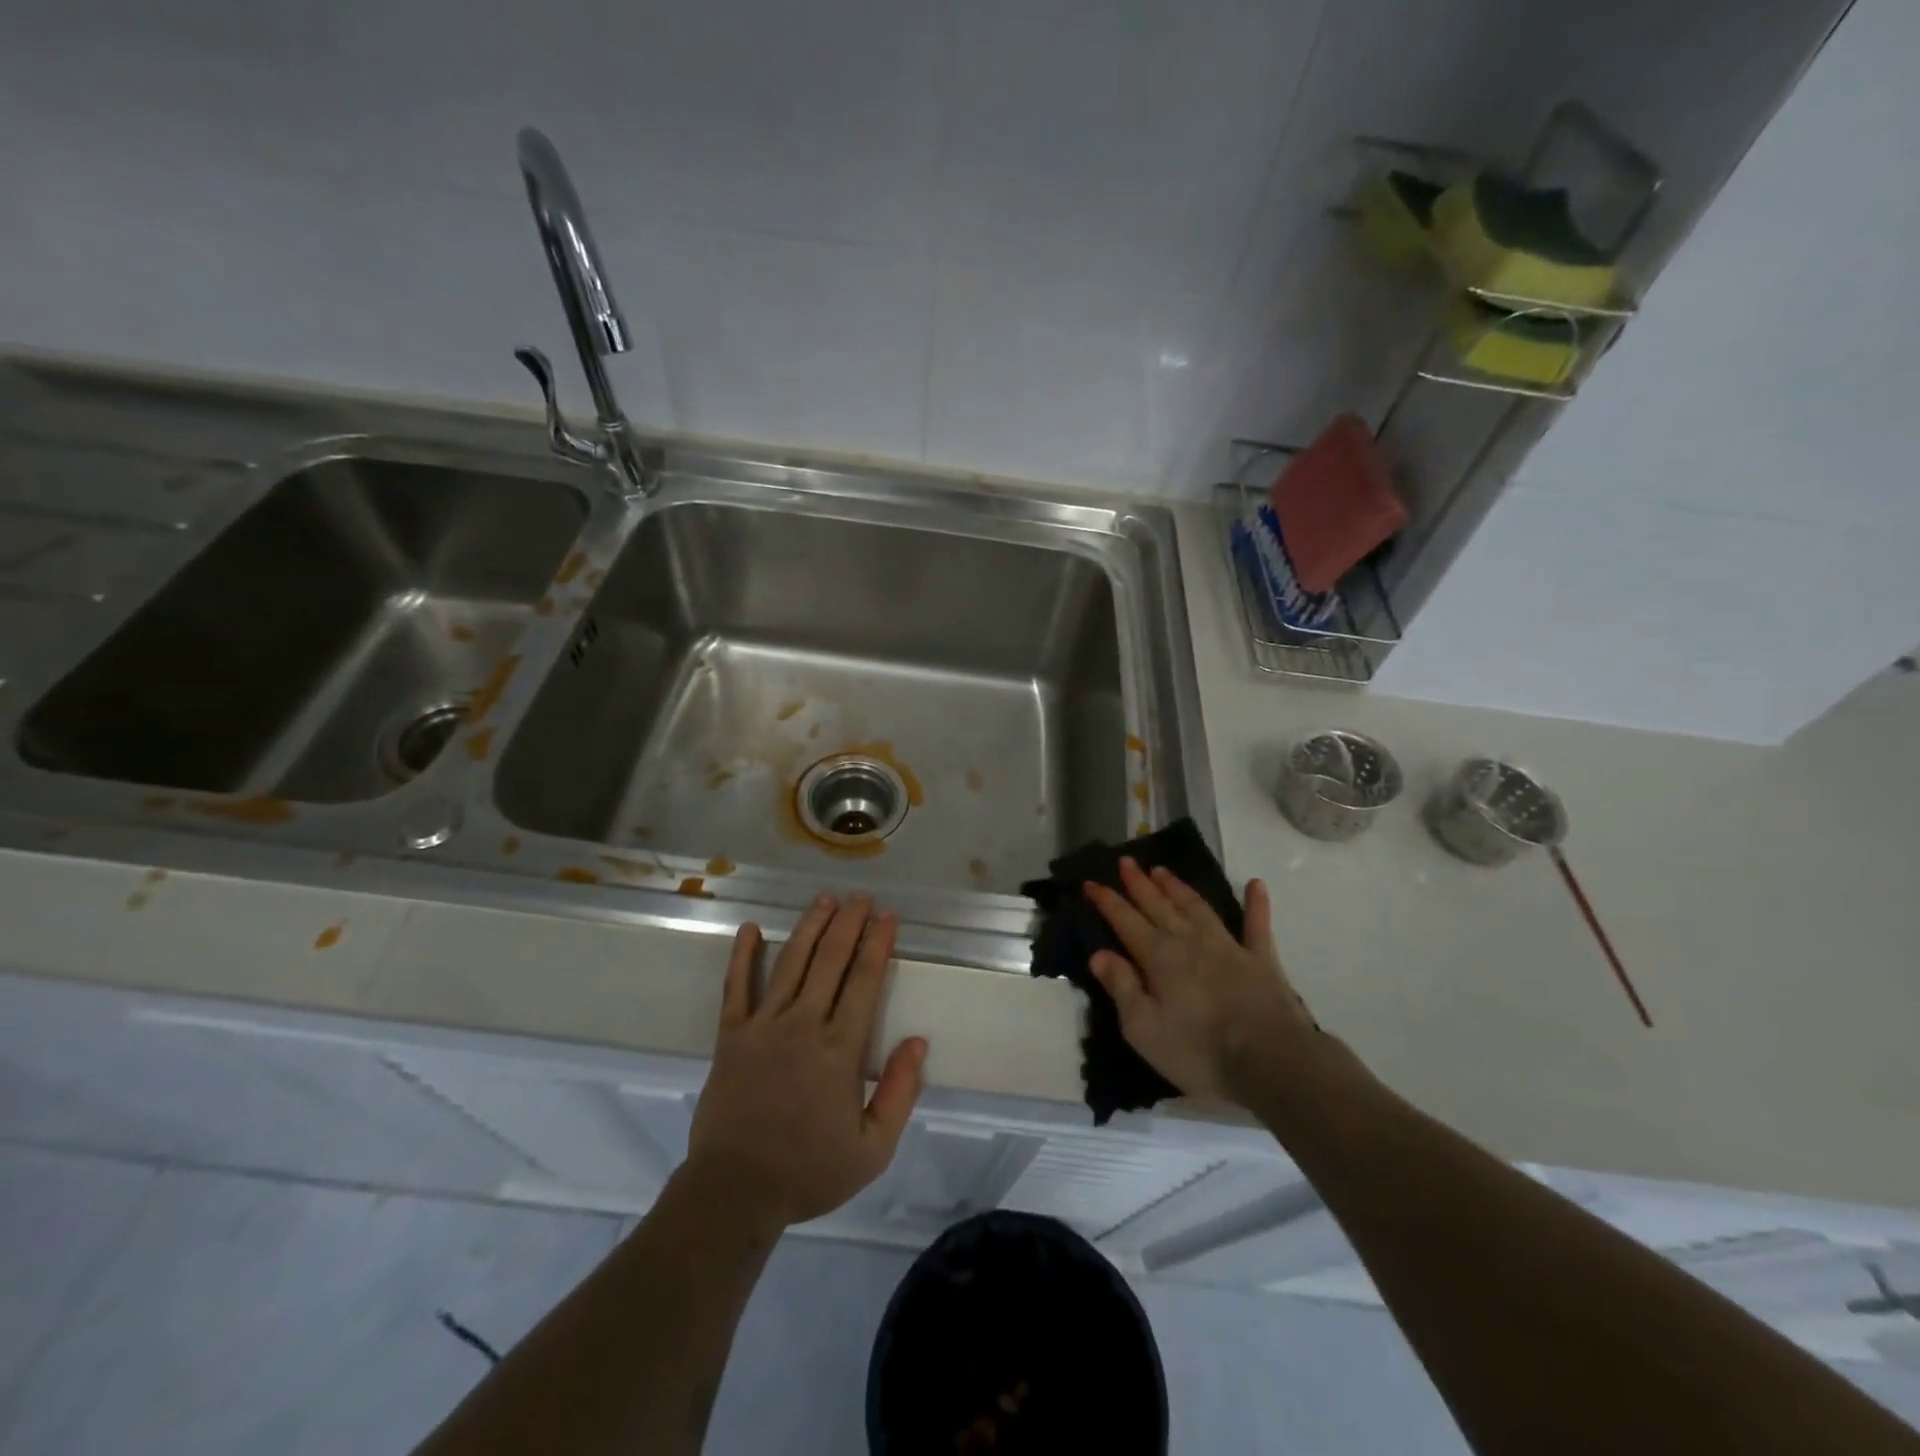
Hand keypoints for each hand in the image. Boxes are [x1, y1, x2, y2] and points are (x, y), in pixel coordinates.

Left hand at [687, 893, 926, 1230]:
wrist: (734, 1191)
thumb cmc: (809, 1171)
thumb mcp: (873, 1148)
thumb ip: (900, 1092)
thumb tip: (918, 1041)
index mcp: (840, 1048)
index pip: (864, 980)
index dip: (878, 943)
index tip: (888, 916)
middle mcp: (803, 1024)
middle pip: (830, 960)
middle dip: (848, 923)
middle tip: (861, 897)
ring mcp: (763, 1025)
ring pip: (790, 962)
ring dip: (810, 927)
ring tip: (825, 899)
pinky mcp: (730, 1036)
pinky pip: (736, 987)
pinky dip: (742, 955)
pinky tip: (749, 929)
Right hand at [1084, 859, 1320, 1106]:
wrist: (1272, 1062)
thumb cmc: (1199, 1051)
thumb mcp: (1143, 1029)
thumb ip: (1121, 987)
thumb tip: (1099, 954)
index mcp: (1159, 957)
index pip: (1125, 921)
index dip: (1107, 901)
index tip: (1090, 882)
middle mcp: (1189, 941)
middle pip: (1158, 905)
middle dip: (1139, 883)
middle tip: (1126, 862)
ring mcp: (1227, 946)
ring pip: (1196, 907)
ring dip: (1178, 887)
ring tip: (1162, 870)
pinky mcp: (1261, 959)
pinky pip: (1257, 924)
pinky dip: (1256, 903)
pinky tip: (1255, 884)